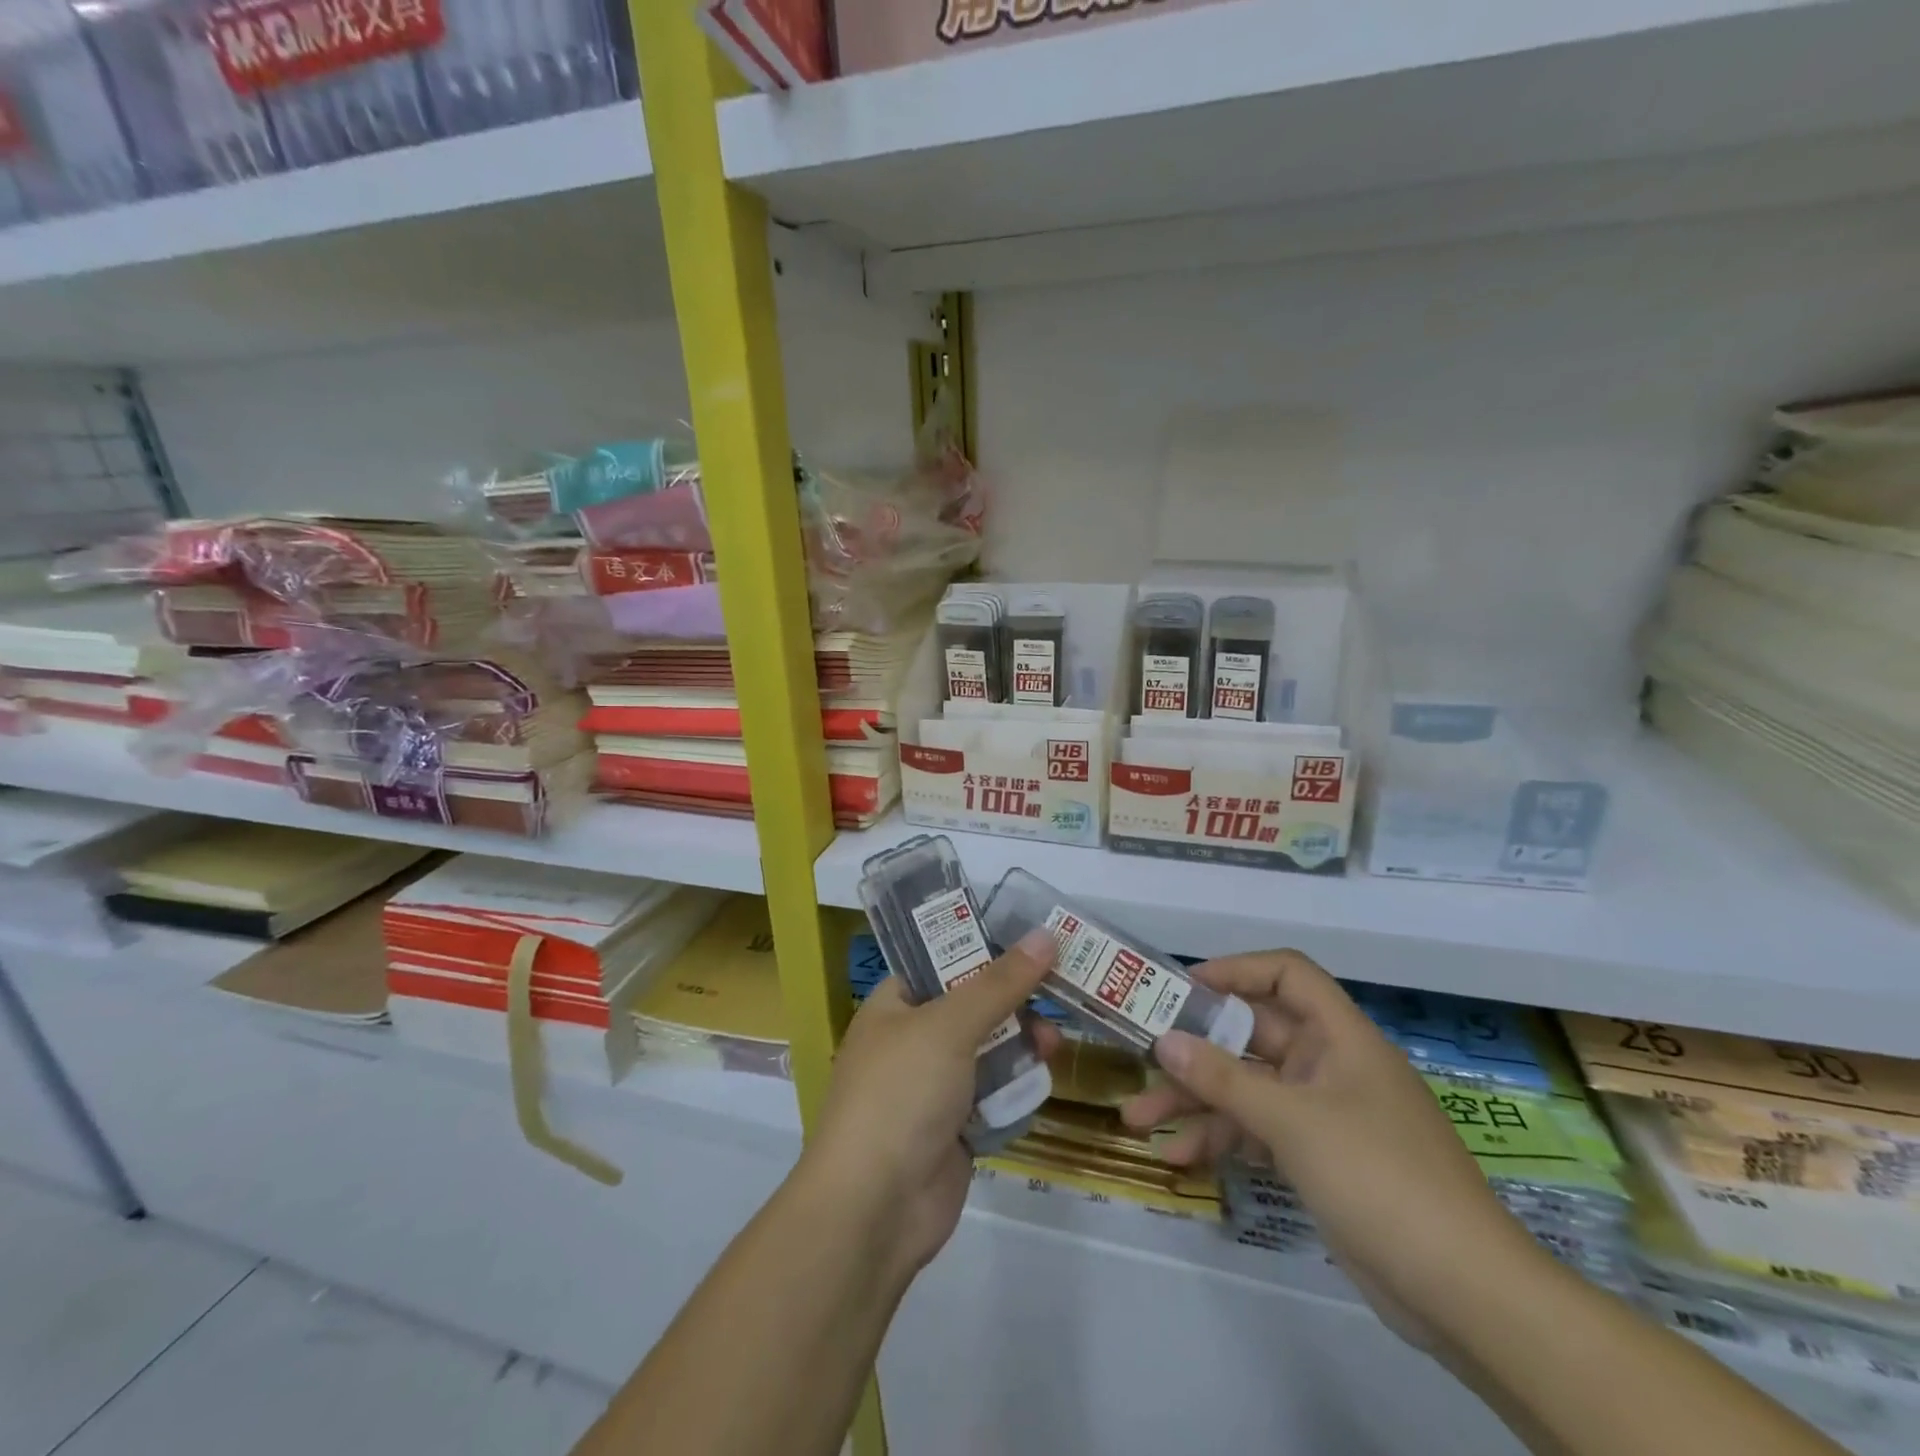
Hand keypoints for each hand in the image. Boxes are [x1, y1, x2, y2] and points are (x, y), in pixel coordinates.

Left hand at [803, 928, 1060, 1280]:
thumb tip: (1044, 935)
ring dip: (1021, 1045)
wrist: (875, 1208)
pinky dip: (1015, 1089)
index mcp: (894, 1006)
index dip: (984, 949)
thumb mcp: (949, 1025)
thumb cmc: (901, 1094)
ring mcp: (932, 1088)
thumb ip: (1000, 983)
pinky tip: (1042, 1081)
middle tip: (1056, 994)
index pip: (941, 962)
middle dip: (1013, 1003)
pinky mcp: (954, 1129)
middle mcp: (911, 1041)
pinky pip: (993, 1096)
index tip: (1032, 940)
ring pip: (987, 1052)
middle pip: (971, 1007)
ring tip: (1054, 1044)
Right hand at [1122, 951, 1541, 1338]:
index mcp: (1340, 1037)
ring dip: (1194, 1102)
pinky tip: (1178, 1158)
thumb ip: (1223, 1078)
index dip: (1236, 971)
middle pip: (1251, 1037)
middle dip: (1194, 1050)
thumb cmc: (1379, 1177)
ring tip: (1137, 1120)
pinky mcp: (1316, 1160)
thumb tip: (1163, 1041)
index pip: (1287, 975)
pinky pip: (1257, 1133)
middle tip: (1139, 1055)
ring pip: (1246, 1089)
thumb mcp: (1293, 1121)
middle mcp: (1329, 1066)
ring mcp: (1322, 1115)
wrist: (1463, 1294)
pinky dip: (1220, 1141)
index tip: (1183, 987)